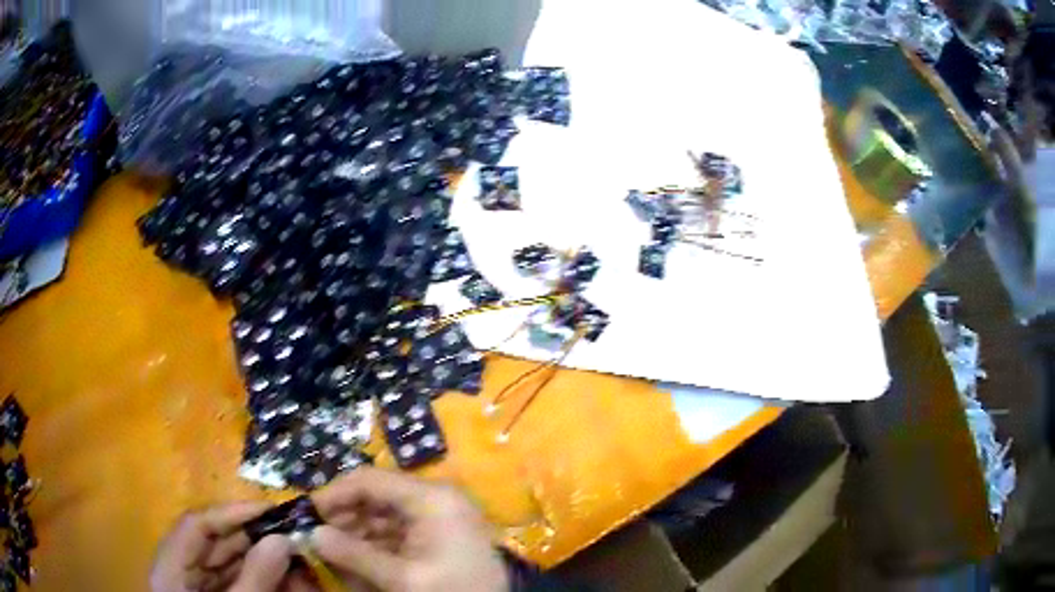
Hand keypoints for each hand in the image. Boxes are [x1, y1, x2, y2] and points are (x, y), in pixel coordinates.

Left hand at [150, 502, 294, 591]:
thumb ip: (255, 579)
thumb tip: (282, 540)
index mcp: (171, 568)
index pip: (197, 525)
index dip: (231, 512)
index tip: (270, 509)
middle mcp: (180, 570)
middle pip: (214, 542)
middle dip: (254, 537)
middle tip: (292, 534)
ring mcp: (196, 586)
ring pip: (229, 562)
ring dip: (262, 559)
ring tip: (297, 558)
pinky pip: (237, 580)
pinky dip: (261, 579)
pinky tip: (288, 581)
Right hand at [311, 467, 508, 591]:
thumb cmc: (453, 591)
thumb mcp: (403, 578)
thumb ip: (355, 555)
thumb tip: (312, 535)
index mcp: (432, 498)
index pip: (370, 480)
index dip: (334, 494)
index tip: (307, 513)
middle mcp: (436, 500)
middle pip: (377, 498)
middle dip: (345, 518)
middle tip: (317, 538)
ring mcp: (440, 520)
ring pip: (385, 518)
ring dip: (357, 535)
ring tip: (332, 553)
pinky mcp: (441, 538)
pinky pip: (400, 535)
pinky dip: (376, 547)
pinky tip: (358, 562)